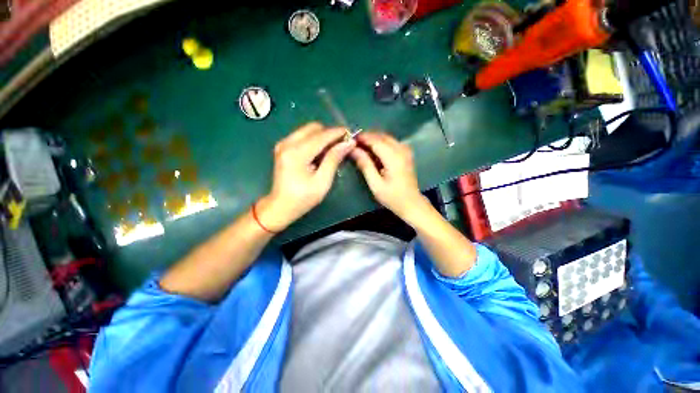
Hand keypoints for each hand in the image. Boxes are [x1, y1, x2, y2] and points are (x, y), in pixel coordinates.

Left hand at [257, 122, 354, 231]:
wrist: (281, 206)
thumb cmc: (303, 198)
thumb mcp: (322, 181)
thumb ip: (334, 159)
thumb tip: (348, 143)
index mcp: (297, 153)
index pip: (321, 135)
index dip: (338, 133)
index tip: (351, 135)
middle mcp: (288, 143)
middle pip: (314, 128)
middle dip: (330, 133)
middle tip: (342, 145)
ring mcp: (283, 144)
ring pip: (308, 130)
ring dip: (323, 136)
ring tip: (333, 150)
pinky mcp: (283, 147)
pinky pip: (302, 136)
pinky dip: (314, 140)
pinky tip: (321, 152)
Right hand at [350, 132, 424, 219]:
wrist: (411, 203)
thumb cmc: (392, 197)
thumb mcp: (375, 184)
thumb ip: (365, 165)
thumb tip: (354, 150)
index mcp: (394, 158)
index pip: (376, 141)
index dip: (362, 138)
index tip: (350, 139)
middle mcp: (401, 150)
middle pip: (382, 136)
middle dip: (367, 137)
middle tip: (354, 144)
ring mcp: (406, 151)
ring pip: (387, 138)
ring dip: (374, 139)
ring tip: (361, 147)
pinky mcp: (406, 154)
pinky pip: (392, 142)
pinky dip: (381, 143)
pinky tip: (374, 151)